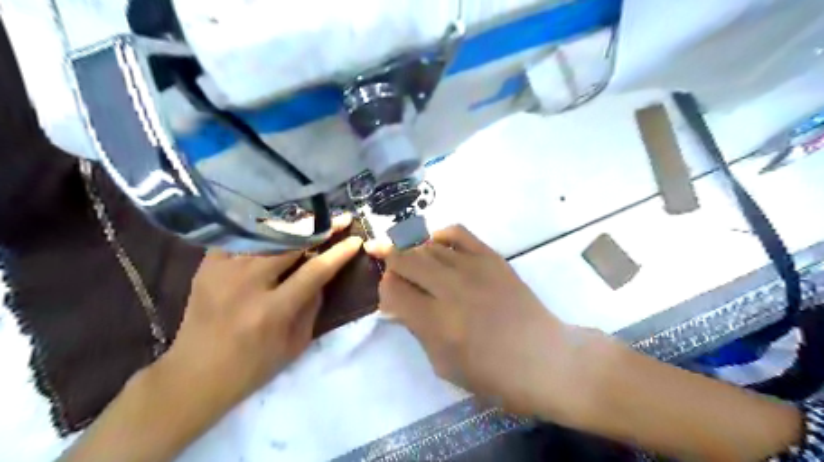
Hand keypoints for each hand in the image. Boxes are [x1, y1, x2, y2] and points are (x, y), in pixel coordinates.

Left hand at [160, 217, 363, 410]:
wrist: (194, 375)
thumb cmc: (254, 366)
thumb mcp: (296, 343)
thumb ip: (313, 305)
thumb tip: (324, 272)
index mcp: (272, 311)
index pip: (315, 271)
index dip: (338, 253)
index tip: (356, 239)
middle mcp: (247, 285)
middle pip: (291, 244)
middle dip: (321, 228)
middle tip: (340, 218)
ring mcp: (222, 271)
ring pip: (267, 235)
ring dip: (294, 225)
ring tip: (314, 216)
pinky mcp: (206, 266)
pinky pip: (241, 237)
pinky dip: (263, 230)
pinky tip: (278, 226)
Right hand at [366, 225, 592, 419]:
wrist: (544, 358)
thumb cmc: (492, 374)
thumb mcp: (443, 364)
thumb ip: (416, 329)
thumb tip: (398, 303)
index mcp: (436, 322)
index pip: (392, 290)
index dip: (384, 290)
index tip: (391, 297)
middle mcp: (451, 288)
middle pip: (404, 259)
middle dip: (390, 260)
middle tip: (388, 265)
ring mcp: (473, 268)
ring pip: (427, 245)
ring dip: (412, 251)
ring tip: (410, 258)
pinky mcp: (492, 257)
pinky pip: (458, 232)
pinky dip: (440, 235)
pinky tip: (436, 245)